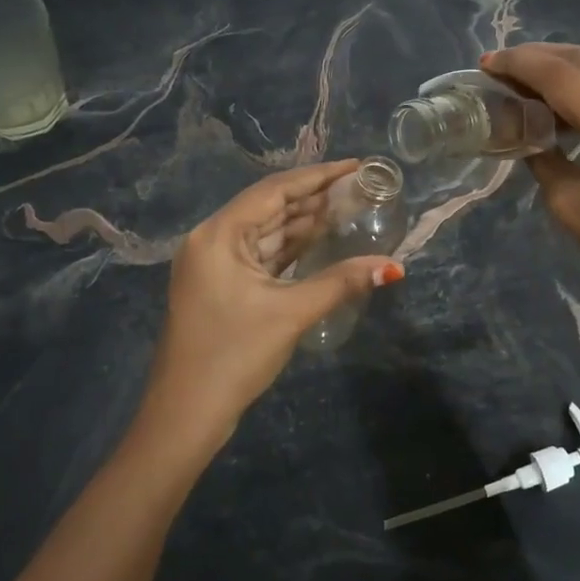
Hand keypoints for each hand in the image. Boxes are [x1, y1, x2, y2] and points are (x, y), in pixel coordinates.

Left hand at [144, 160, 403, 440]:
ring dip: (304, 222)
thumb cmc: (233, 356)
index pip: (274, 190)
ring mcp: (215, 264)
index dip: (318, 176)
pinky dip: (290, 248)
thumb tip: (394, 267)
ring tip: (349, 207)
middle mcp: (212, 239)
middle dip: (314, 197)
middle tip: (360, 187)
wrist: (185, 415)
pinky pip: (262, 255)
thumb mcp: (290, 313)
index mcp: (219, 234)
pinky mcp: (222, 285)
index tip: (355, 166)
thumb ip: (341, 282)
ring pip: (267, 232)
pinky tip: (321, 240)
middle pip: (270, 207)